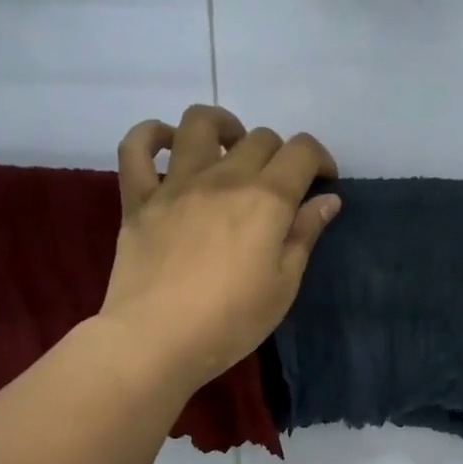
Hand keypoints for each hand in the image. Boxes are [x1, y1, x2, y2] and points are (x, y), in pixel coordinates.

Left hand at [100, 105, 339, 391]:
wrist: (158, 340)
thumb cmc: (231, 322)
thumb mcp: (283, 286)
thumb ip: (304, 236)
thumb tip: (327, 200)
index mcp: (266, 199)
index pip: (301, 152)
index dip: (319, 159)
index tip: (322, 183)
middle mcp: (223, 178)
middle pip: (259, 138)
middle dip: (279, 155)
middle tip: (279, 188)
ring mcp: (176, 183)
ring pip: (199, 123)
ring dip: (223, 127)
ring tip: (230, 150)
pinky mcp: (138, 198)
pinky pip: (135, 147)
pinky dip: (151, 135)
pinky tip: (167, 146)